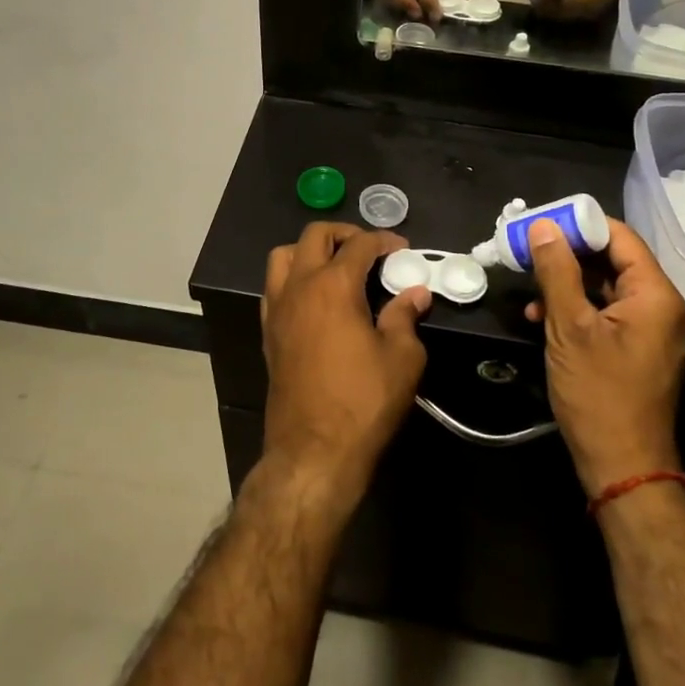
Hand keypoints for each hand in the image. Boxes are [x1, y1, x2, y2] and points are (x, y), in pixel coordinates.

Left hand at [260, 224, 430, 507]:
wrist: (313, 451)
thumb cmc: (363, 401)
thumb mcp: (402, 358)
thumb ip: (406, 317)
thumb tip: (415, 293)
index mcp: (333, 286)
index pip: (359, 245)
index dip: (384, 241)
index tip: (402, 249)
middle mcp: (298, 287)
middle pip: (314, 236)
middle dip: (344, 234)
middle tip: (369, 250)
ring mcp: (277, 309)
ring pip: (283, 257)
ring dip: (310, 251)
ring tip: (336, 267)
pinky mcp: (268, 333)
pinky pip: (274, 287)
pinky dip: (294, 279)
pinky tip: (316, 301)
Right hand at [524, 216, 684, 492]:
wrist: (623, 467)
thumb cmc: (599, 394)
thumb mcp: (570, 328)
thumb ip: (557, 271)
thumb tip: (543, 226)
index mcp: (655, 295)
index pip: (620, 237)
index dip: (579, 225)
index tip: (540, 223)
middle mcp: (661, 306)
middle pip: (613, 260)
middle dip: (567, 253)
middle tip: (527, 249)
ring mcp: (650, 329)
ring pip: (605, 286)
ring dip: (566, 283)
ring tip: (528, 287)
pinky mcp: (636, 348)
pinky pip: (606, 312)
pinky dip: (576, 308)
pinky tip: (541, 317)